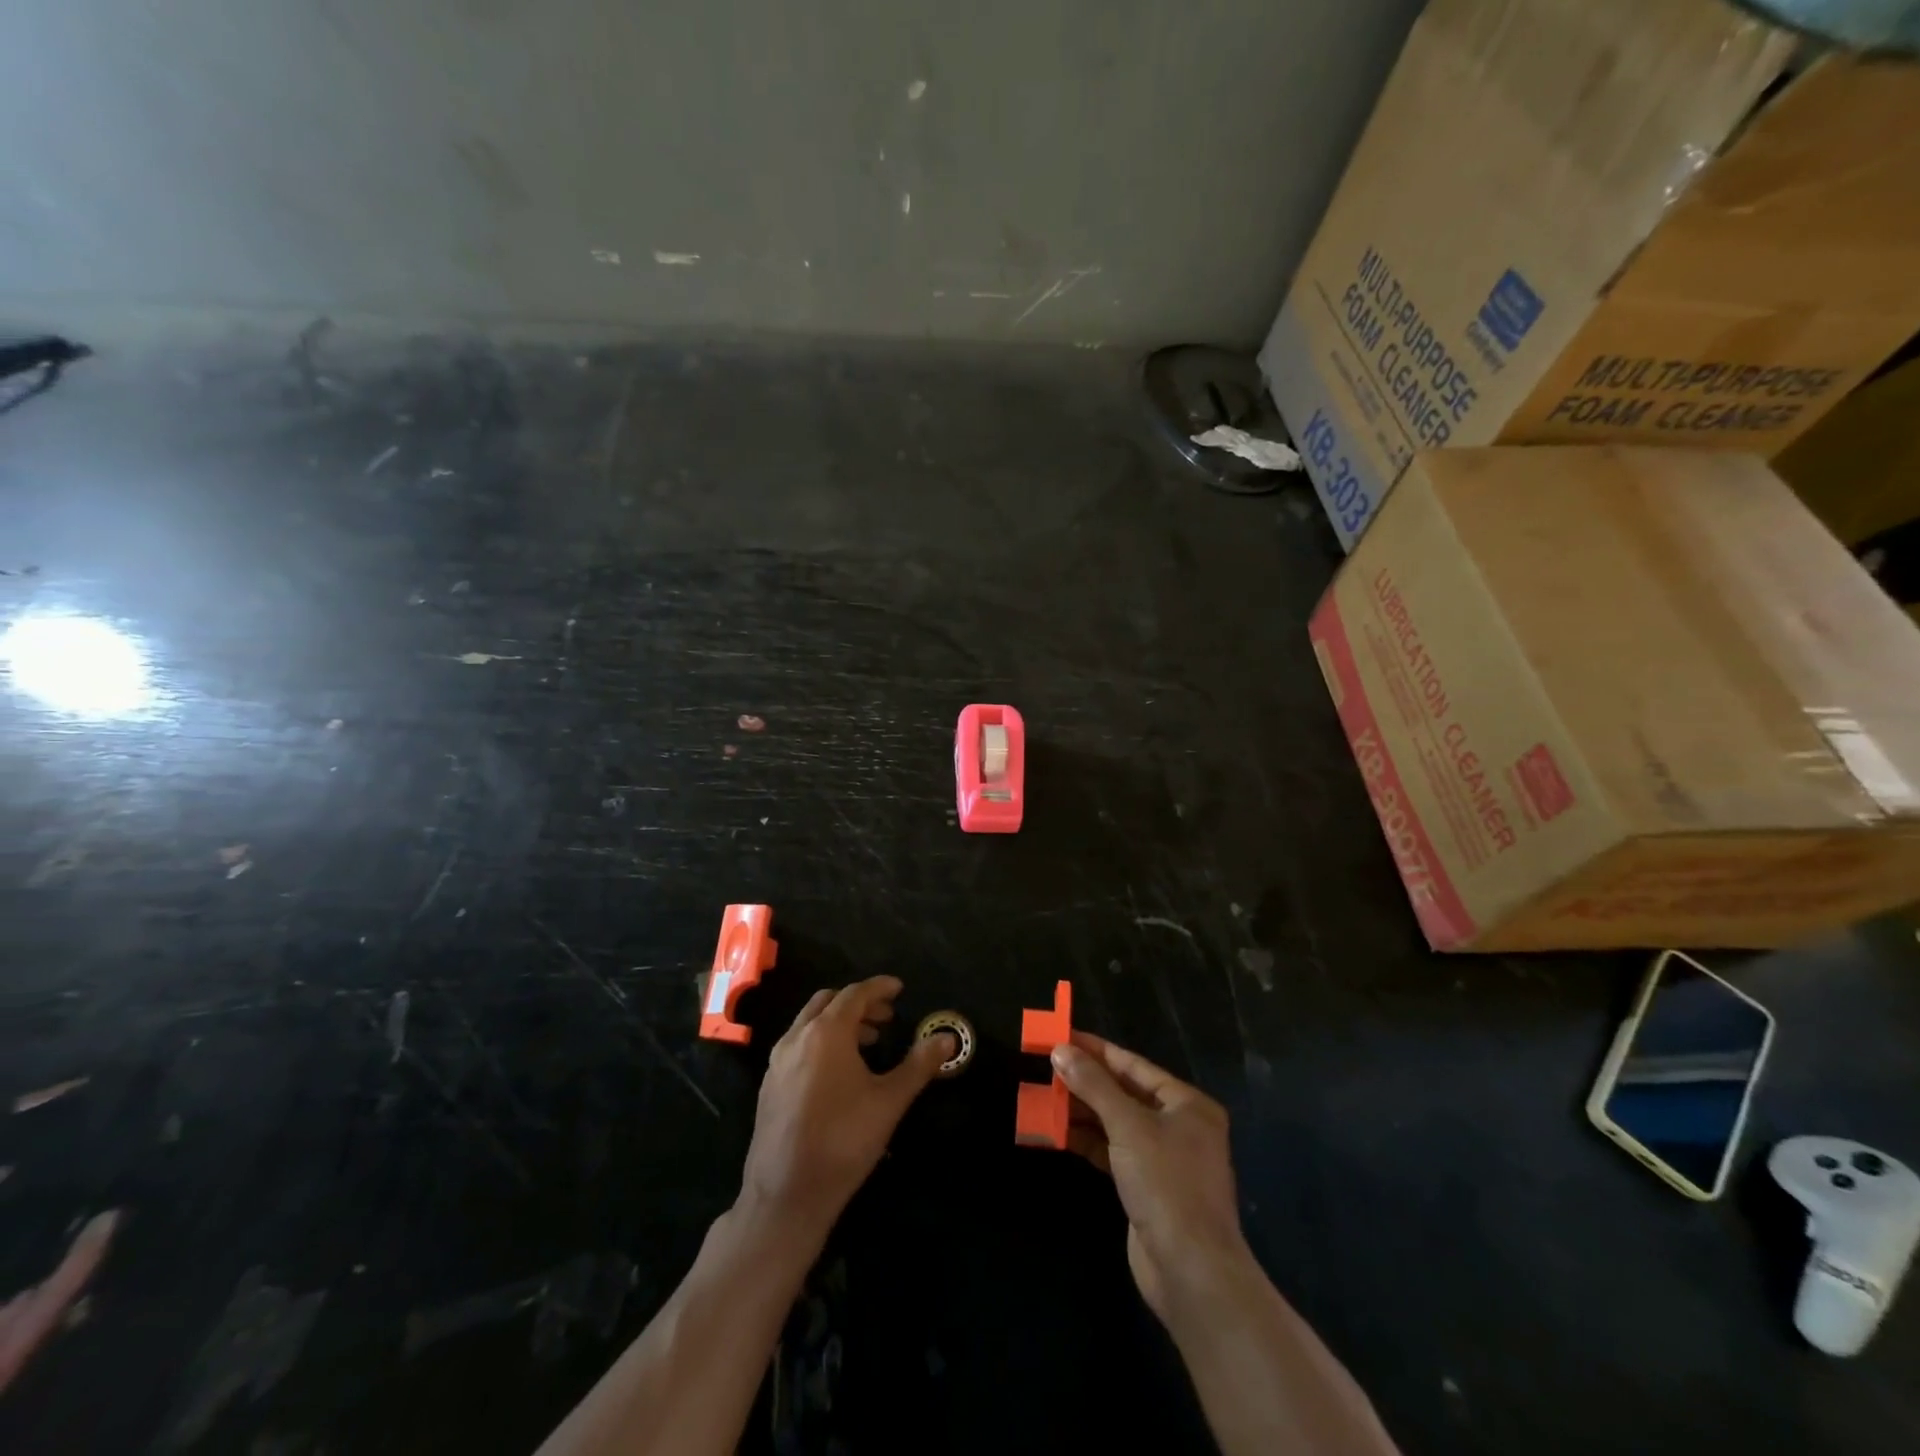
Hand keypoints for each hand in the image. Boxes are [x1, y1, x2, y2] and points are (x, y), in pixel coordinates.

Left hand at [739, 976, 952, 1241]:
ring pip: (809, 1022)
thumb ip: (919, 1064)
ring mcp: (777, 1061)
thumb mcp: (889, 1101)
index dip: (879, 987)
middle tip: (886, 1017)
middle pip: (829, 1001)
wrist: (786, 1194)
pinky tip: (837, 1072)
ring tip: (868, 1043)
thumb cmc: (843, 1140)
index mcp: (827, 1032)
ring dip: (839, 1022)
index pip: (855, 994)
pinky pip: (797, 1045)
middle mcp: (797, 1037)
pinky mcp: (769, 1084)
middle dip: (859, 1003)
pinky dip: (820, 1041)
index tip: (899, 988)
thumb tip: (948, 1038)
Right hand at [1052, 1033, 1251, 1326]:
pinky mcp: (1146, 1187)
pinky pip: (1112, 1151)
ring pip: (1115, 1122)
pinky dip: (1087, 1140)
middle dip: (1085, 1081)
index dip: (1096, 1050)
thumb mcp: (1128, 1126)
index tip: (1061, 1036)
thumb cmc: (1166, 1184)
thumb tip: (1061, 1050)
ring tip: (1044, 1097)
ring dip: (1082, 1111)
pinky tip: (1057, 1132)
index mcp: (1187, 1104)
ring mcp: (1163, 1158)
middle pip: (1124, 1092)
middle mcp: (1179, 1126)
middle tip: (1046, 1066)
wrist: (1191, 1271)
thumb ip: (1093, 1085)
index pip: (1134, 1065)